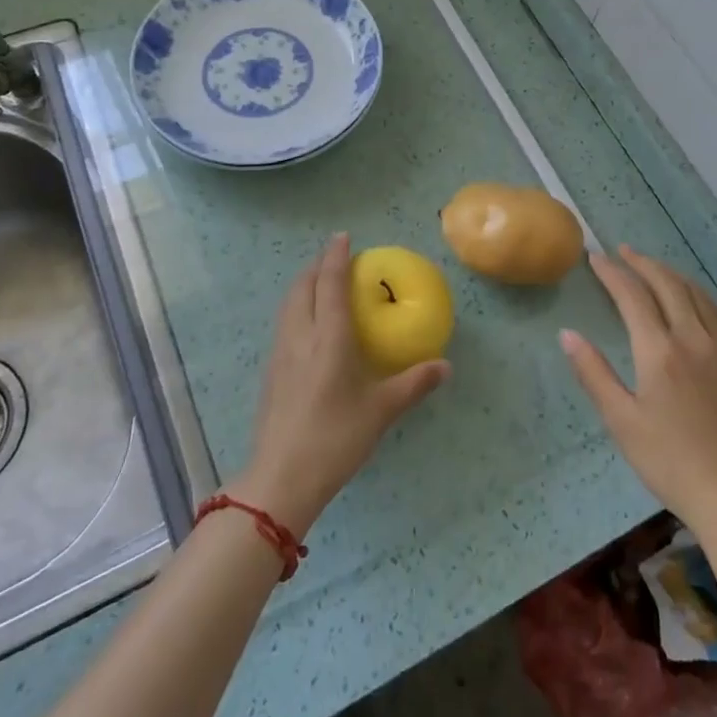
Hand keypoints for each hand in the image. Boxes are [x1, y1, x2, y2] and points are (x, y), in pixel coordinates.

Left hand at [228, 234, 448, 536]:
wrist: (280, 479)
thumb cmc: (335, 439)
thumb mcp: (381, 411)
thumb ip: (413, 384)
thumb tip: (445, 366)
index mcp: (328, 338)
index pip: (329, 284)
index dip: (335, 257)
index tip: (342, 236)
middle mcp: (300, 336)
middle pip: (302, 287)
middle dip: (316, 266)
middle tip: (334, 258)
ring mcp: (280, 354)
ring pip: (288, 305)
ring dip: (303, 286)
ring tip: (320, 284)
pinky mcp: (270, 372)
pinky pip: (283, 324)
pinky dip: (296, 309)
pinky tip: (308, 327)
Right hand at [562, 246, 716, 543]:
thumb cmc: (671, 463)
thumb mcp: (622, 422)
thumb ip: (594, 374)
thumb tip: (567, 334)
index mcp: (660, 351)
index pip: (633, 296)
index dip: (612, 273)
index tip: (595, 258)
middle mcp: (694, 340)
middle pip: (668, 285)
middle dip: (643, 263)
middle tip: (622, 252)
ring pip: (697, 295)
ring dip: (672, 274)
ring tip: (653, 267)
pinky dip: (700, 296)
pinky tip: (695, 301)